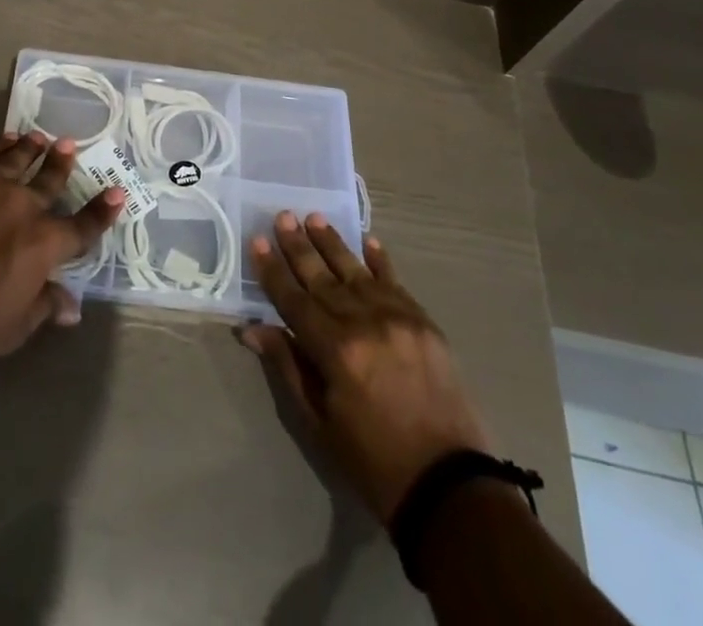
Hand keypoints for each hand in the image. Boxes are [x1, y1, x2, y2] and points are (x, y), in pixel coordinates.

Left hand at [0, 133, 122, 371]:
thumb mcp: (12, 329)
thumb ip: (44, 307)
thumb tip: (73, 306)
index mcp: (45, 243)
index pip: (83, 226)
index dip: (102, 211)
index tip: (117, 192)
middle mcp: (26, 205)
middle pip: (51, 180)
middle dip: (63, 164)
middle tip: (70, 146)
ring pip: (20, 157)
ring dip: (33, 148)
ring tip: (41, 138)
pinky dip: (0, 143)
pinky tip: (6, 139)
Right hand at [239, 212, 491, 521]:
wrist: (449, 486)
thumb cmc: (373, 461)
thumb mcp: (321, 423)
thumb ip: (289, 367)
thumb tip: (253, 329)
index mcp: (336, 352)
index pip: (294, 300)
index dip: (273, 271)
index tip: (257, 241)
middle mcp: (365, 323)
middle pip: (323, 278)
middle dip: (299, 247)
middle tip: (282, 216)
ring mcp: (399, 319)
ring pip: (356, 271)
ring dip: (333, 243)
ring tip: (313, 217)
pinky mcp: (425, 323)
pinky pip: (396, 282)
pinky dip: (380, 260)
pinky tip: (367, 240)